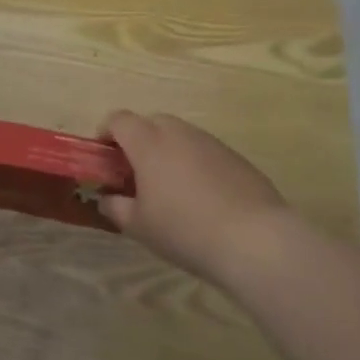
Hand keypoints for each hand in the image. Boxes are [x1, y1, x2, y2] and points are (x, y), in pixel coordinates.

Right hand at [98, 111, 293, 284]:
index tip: (104, 158)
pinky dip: (194, 163)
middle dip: (138, 141)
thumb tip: (106, 199)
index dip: (106, 133)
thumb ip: (115, 207)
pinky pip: (204, 151)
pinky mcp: (235, 157)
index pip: (119, 120)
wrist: (255, 240)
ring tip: (169, 188)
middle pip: (150, 122)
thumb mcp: (139, 226)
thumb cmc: (185, 230)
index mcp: (148, 143)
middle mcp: (179, 133)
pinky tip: (201, 197)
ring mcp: (210, 142)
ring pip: (179, 135)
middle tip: (135, 174)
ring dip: (167, 151)